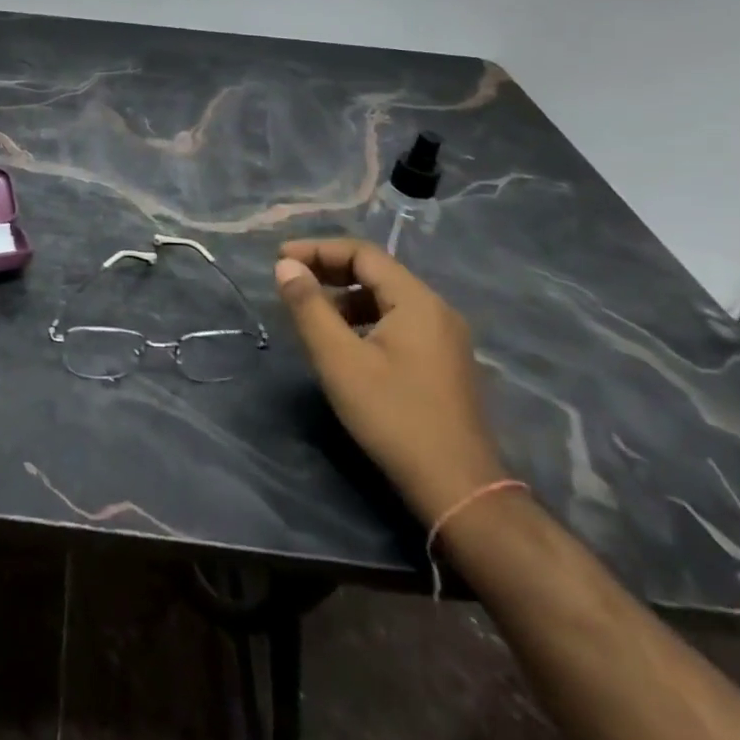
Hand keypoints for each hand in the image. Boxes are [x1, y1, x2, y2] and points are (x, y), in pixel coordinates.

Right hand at [276, 239, 508, 524]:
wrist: (459, 489)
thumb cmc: (393, 417)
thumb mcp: (339, 360)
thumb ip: (309, 307)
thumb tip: (285, 265)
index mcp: (417, 301)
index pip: (362, 253)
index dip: (318, 250)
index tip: (280, 258)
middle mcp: (436, 310)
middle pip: (376, 272)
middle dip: (330, 271)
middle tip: (291, 280)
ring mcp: (445, 338)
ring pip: (387, 299)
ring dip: (346, 297)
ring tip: (311, 313)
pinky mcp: (444, 363)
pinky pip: (398, 322)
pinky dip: (365, 319)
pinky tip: (344, 343)